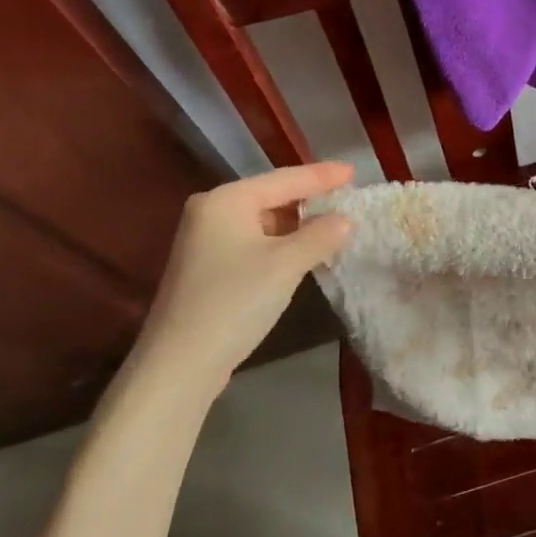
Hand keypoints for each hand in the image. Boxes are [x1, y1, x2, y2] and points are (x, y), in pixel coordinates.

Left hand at [130, 162, 354, 395]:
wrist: (179, 366)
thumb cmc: (234, 302)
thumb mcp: (286, 264)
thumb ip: (321, 235)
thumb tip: (345, 220)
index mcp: (226, 200)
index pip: (285, 179)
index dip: (323, 175)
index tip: (355, 171)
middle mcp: (211, 211)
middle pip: (272, 196)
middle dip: (311, 198)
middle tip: (348, 196)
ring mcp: (206, 241)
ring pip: (264, 221)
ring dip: (298, 224)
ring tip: (334, 223)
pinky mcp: (208, 268)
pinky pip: (255, 241)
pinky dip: (282, 243)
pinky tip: (304, 251)